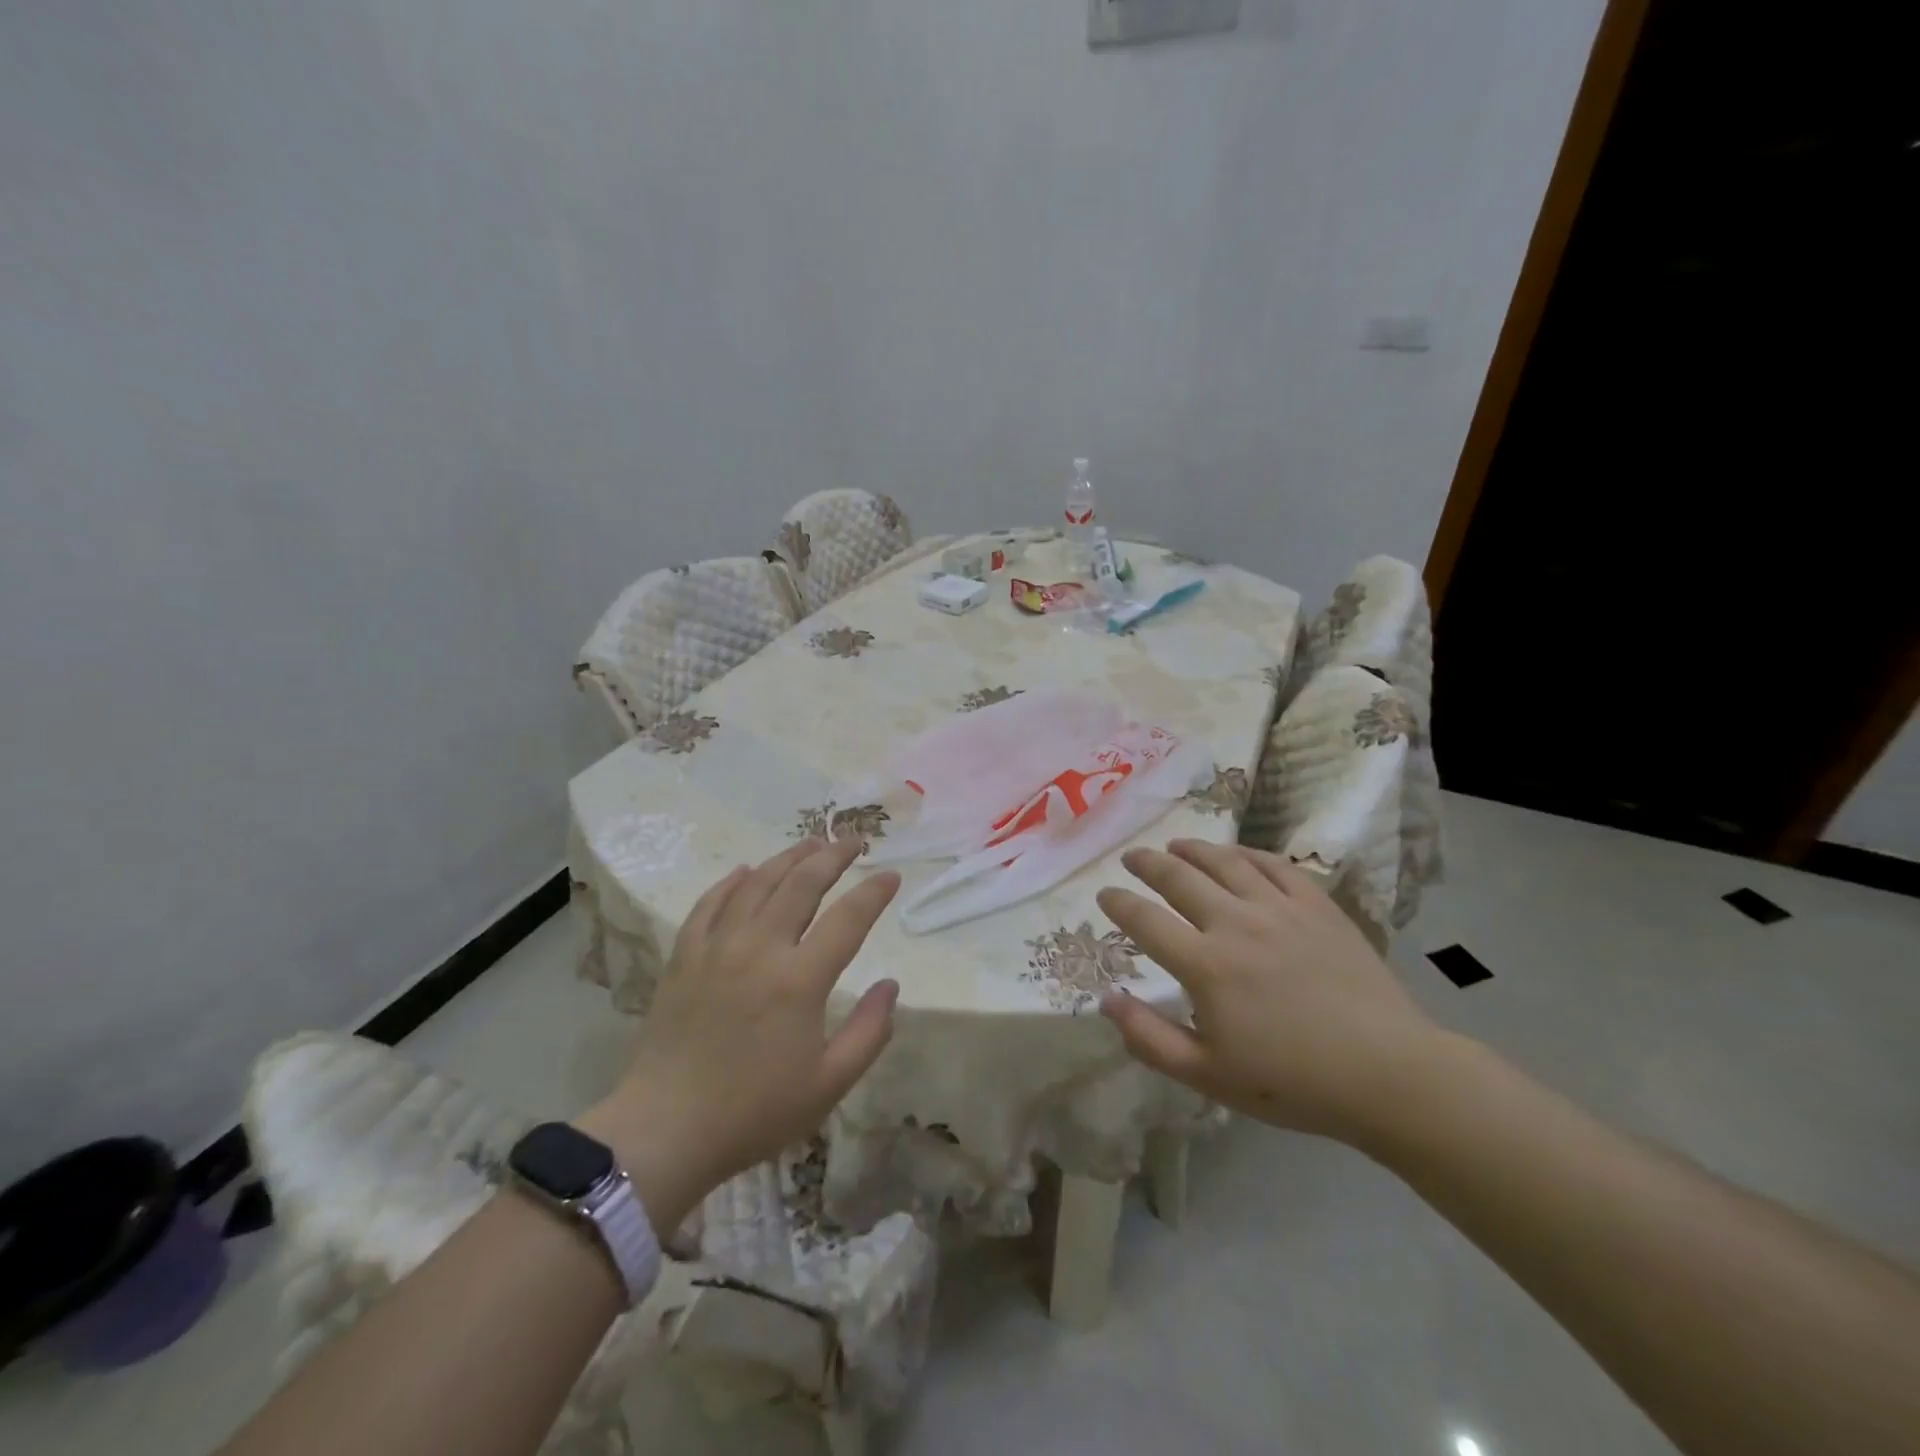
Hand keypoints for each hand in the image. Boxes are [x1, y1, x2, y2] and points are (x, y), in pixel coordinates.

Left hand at [579, 836, 899, 1233]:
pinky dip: (731, 882)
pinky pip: (710, 904)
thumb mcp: (829, 1085)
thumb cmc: (754, 1112)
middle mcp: (760, 949)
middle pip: (802, 884)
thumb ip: (869, 1032)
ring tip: (812, 842)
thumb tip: (891, 986)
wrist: (665, 1130)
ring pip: (757, 884)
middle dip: (833, 856)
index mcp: (800, 980)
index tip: (891, 874)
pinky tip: (745, 871)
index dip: (874, 892)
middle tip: (854, 841)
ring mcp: (717, 948)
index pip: (849, 918)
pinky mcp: (684, 957)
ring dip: (789, 858)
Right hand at [1096, 839, 1439, 1143]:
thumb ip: (1149, 1038)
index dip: (1118, 904)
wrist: (1388, 1073)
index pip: (1144, 920)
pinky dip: (1246, 854)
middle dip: (1147, 864)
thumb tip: (1106, 999)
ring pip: (1224, 862)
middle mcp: (1236, 923)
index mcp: (1205, 965)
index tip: (1104, 895)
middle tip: (1131, 858)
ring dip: (1192, 850)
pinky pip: (1273, 865)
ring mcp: (1279, 909)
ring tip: (1175, 846)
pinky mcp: (1316, 905)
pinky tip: (1235, 855)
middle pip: (1178, 878)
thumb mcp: (1207, 1075)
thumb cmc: (1292, 1082)